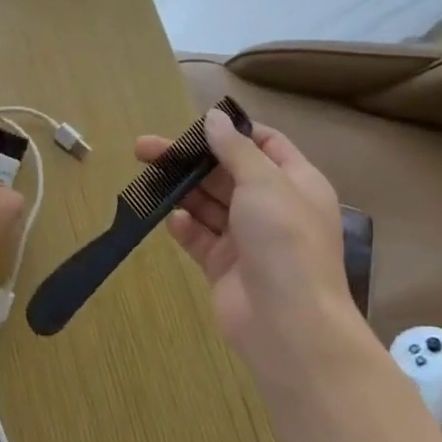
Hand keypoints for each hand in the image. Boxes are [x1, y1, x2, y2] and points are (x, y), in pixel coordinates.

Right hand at [134, 109, 368, 375]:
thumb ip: (234, 148)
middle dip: (189, 160)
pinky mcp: (224, 266)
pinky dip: (184, 226)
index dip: (232, 132)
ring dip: (181, 190)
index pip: (265, 144)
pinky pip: (199, 237)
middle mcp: (273, 207)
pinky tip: (170, 219)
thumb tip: (215, 117)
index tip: (195, 125)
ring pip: (208, 204)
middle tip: (145, 149)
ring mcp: (247, 238)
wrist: (288, 324)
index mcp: (296, 183)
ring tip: (147, 179)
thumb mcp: (264, 182)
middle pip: (226, 172)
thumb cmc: (284, 240)